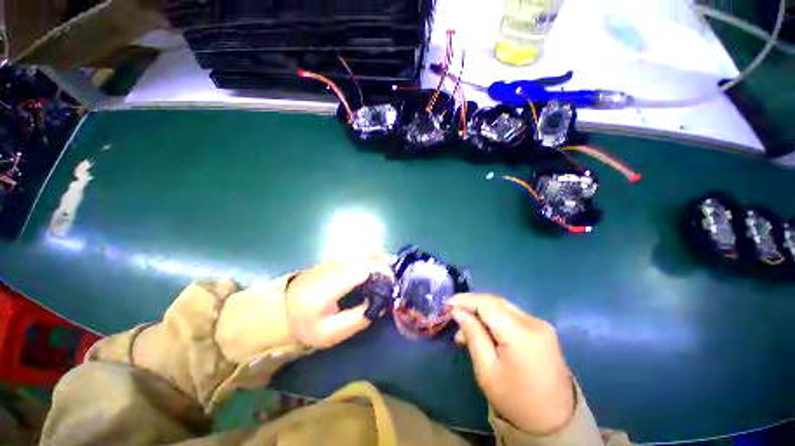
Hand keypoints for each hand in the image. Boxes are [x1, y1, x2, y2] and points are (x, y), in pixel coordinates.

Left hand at [286, 256, 392, 347]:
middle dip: (387, 266)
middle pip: (368, 257)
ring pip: (366, 252)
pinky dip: (375, 258)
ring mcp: (336, 259)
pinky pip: (361, 253)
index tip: (393, 287)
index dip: (383, 274)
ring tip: (394, 273)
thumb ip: (356, 319)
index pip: (363, 269)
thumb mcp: (328, 333)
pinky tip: (382, 267)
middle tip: (398, 281)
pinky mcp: (337, 258)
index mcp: (331, 283)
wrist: (280, 306)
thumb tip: (379, 307)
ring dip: (383, 260)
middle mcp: (336, 265)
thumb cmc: (303, 322)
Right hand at [448, 293, 574, 434]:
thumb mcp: (487, 371)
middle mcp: (534, 322)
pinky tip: (482, 331)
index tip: (446, 304)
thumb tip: (458, 311)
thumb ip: (473, 335)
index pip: (487, 304)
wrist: (555, 422)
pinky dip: (493, 319)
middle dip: (471, 304)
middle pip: (495, 302)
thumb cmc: (516, 400)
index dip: (465, 300)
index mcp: (521, 334)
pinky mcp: (541, 330)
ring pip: (502, 307)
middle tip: (453, 313)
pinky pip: (511, 316)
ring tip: (464, 329)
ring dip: (481, 312)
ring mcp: (540, 325)